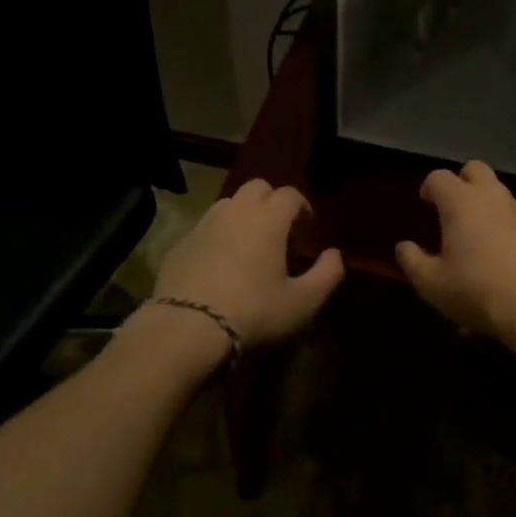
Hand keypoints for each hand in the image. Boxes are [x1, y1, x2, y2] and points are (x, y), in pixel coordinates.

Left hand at [149, 178, 344, 349]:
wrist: (186, 329)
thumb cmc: (253, 313)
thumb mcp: (302, 303)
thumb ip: (326, 275)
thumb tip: (335, 255)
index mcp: (268, 218)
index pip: (291, 195)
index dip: (303, 208)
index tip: (308, 230)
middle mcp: (236, 211)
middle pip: (258, 187)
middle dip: (272, 201)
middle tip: (280, 231)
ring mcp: (204, 224)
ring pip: (229, 203)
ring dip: (244, 214)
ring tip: (249, 244)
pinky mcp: (180, 243)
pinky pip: (205, 227)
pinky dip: (218, 234)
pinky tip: (219, 263)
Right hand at [394, 161, 515, 343]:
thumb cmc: (477, 292)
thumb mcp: (432, 284)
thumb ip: (412, 261)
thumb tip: (403, 246)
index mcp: (461, 202)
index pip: (439, 177)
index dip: (429, 187)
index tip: (425, 203)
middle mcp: (494, 197)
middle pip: (476, 170)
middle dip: (463, 182)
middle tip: (454, 209)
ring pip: (502, 196)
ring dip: (489, 207)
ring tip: (482, 240)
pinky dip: (512, 231)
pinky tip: (510, 261)